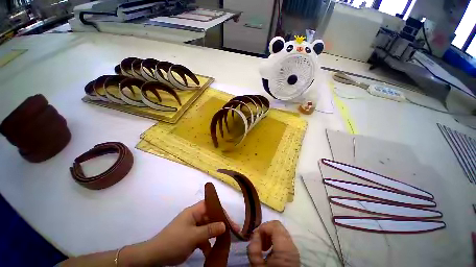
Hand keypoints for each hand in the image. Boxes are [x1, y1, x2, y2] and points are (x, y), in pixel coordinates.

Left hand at [136, 200, 226, 265]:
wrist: (155, 257)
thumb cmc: (174, 242)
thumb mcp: (193, 236)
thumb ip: (209, 230)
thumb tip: (224, 225)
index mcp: (194, 212)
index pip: (210, 205)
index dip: (220, 210)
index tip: (230, 221)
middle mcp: (194, 217)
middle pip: (211, 217)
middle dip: (221, 224)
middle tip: (232, 232)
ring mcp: (193, 227)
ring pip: (208, 227)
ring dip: (215, 235)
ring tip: (225, 242)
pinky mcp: (192, 237)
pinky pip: (203, 237)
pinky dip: (208, 244)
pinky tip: (211, 252)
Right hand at [247, 220, 299, 266]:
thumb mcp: (258, 266)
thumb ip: (254, 248)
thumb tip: (254, 235)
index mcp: (285, 248)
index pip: (274, 225)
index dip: (262, 227)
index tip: (255, 238)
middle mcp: (291, 245)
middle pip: (277, 226)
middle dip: (265, 230)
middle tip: (258, 242)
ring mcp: (293, 248)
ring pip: (279, 231)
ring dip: (268, 235)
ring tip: (262, 247)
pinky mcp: (292, 252)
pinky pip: (281, 238)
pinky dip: (273, 240)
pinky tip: (268, 251)